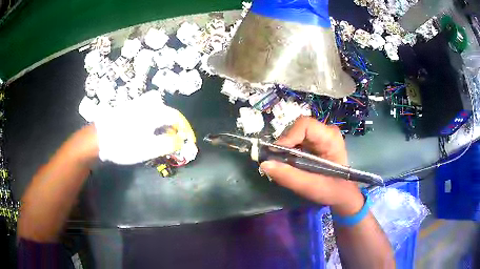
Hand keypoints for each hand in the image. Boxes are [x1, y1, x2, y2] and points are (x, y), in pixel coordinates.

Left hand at [93, 91, 195, 164]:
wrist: (98, 139)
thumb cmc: (125, 144)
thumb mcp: (149, 148)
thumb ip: (169, 144)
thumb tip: (181, 140)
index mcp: (155, 111)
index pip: (176, 117)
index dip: (184, 129)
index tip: (187, 141)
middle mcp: (147, 104)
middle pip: (166, 110)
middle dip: (171, 124)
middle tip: (170, 137)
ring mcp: (136, 105)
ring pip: (155, 109)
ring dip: (160, 122)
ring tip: (157, 136)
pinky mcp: (127, 109)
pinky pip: (145, 111)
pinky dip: (150, 120)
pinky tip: (143, 131)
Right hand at [260, 117, 362, 214]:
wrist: (342, 194)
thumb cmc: (332, 190)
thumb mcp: (310, 187)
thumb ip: (289, 176)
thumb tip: (264, 164)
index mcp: (330, 138)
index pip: (305, 125)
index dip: (288, 136)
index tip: (276, 154)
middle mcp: (326, 131)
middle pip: (297, 128)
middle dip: (284, 144)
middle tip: (277, 161)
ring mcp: (320, 136)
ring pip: (295, 133)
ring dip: (285, 148)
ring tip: (282, 164)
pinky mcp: (315, 142)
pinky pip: (296, 140)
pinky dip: (289, 151)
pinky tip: (289, 163)